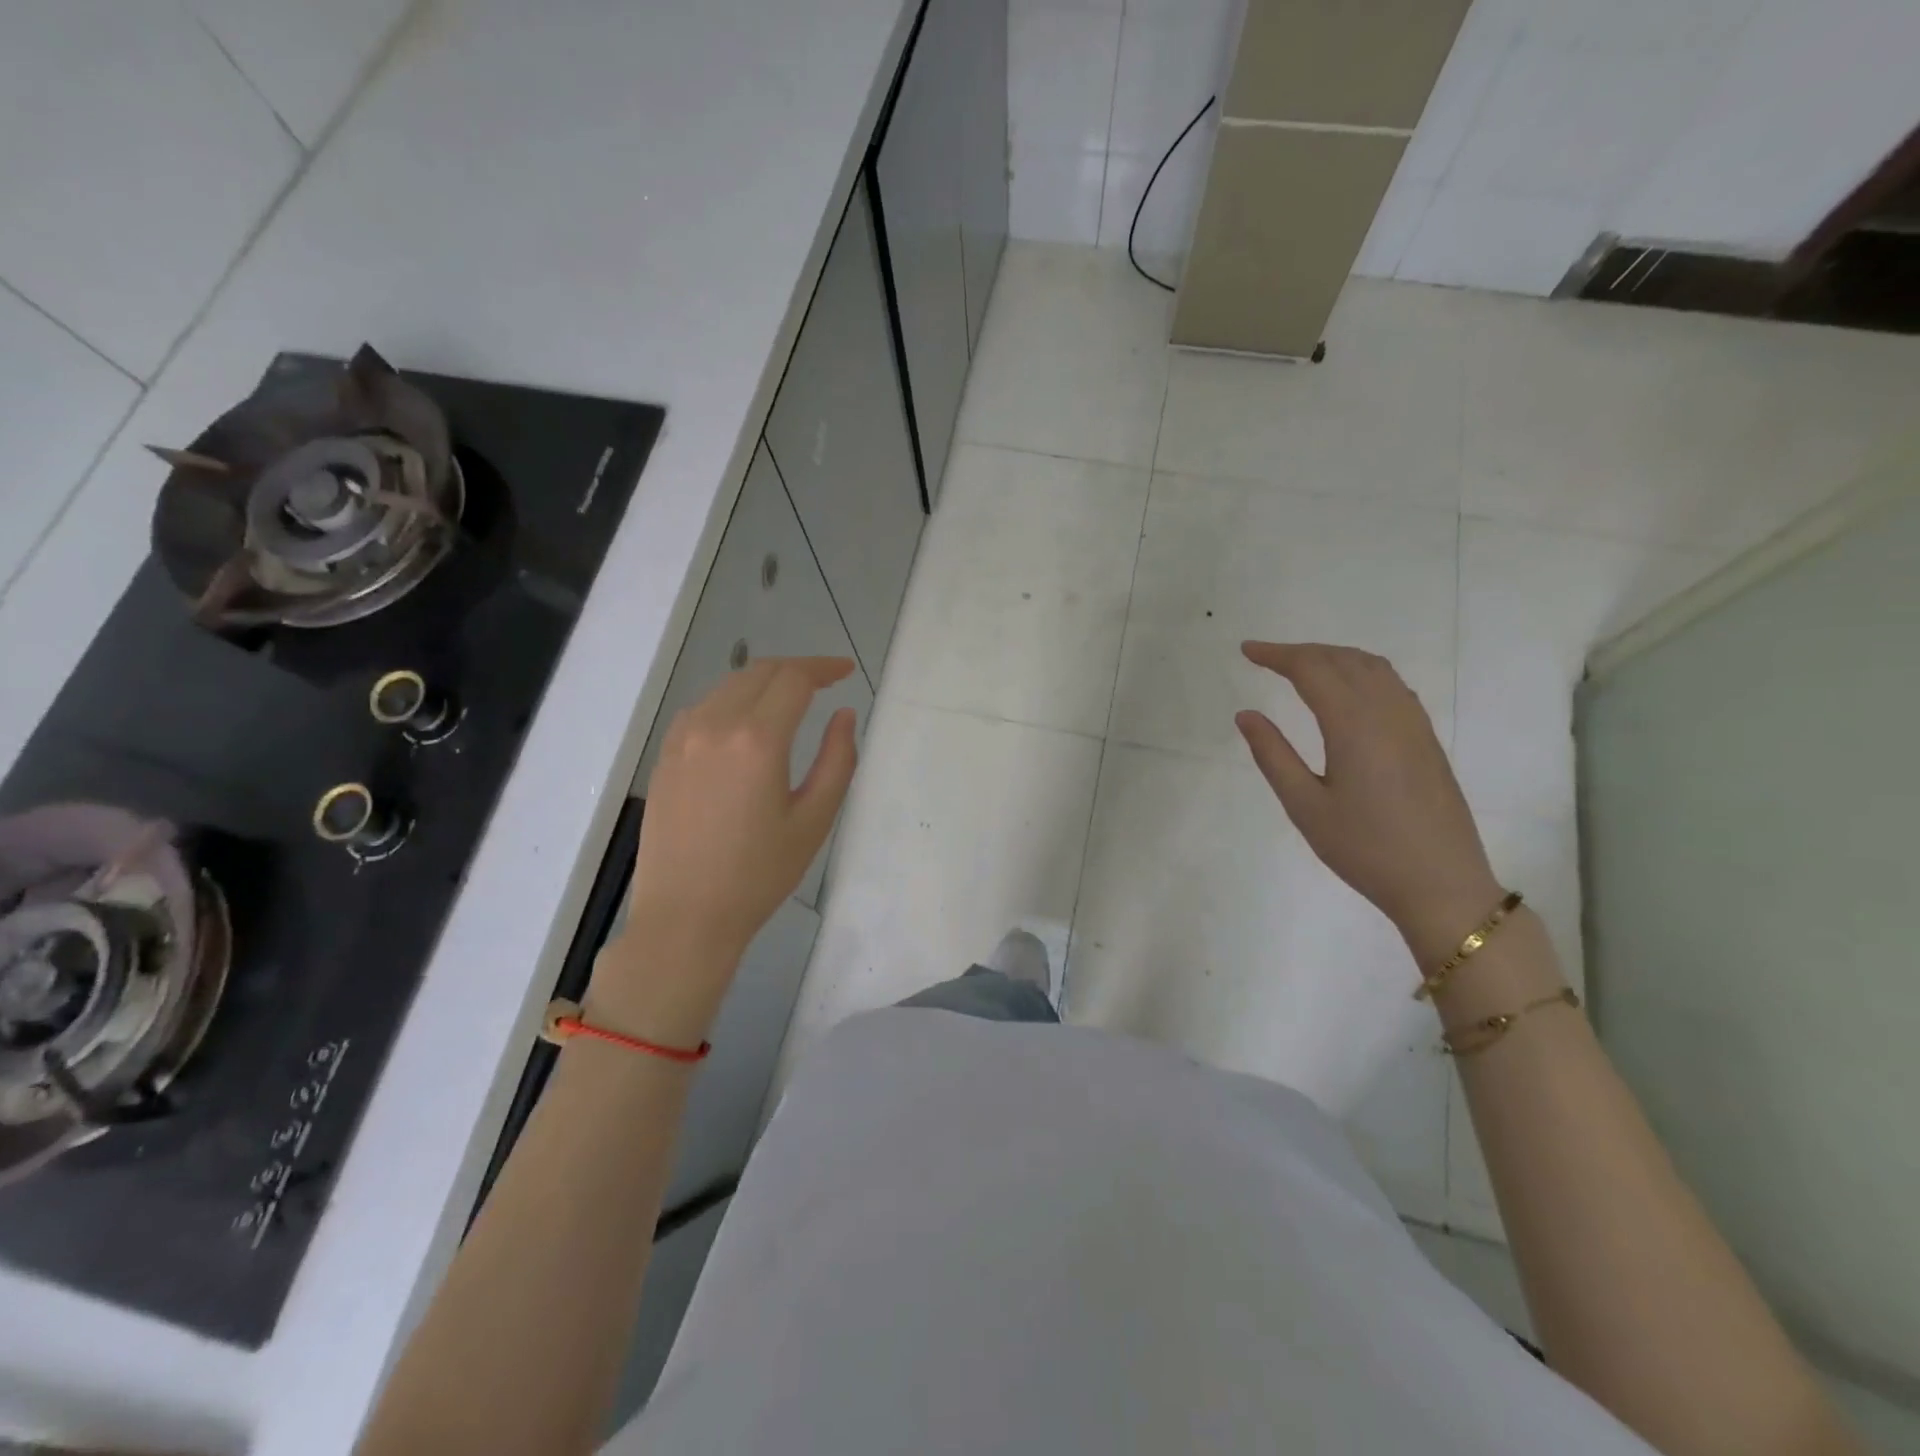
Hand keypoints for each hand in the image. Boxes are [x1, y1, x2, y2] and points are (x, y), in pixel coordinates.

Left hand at [607, 657, 857, 1040]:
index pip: (794, 679)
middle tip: (825, 682)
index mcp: (757, 740)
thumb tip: (842, 715)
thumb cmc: (759, 874)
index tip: (846, 671)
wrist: (685, 917)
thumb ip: (837, 760)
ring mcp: (682, 739)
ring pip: (729, 686)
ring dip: (764, 682)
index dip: (824, 667)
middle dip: (797, 670)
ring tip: (791, 700)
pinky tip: (747, 725)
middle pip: (759, 672)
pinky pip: (704, 709)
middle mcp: (715, 726)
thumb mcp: (814, 820)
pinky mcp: (665, 756)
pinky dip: (733, 701)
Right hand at [1235, 642, 1502, 965]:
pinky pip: (1392, 685)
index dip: (1277, 655)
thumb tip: (1246, 715)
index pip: (1312, 670)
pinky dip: (1361, 672)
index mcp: (1354, 725)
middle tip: (1266, 658)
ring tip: (1302, 666)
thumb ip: (1273, 755)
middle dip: (1302, 651)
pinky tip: (1348, 691)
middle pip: (1343, 660)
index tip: (1246, 651)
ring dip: (1334, 657)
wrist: (1441, 884)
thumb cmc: (1364, 848)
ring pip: (1373, 667)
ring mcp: (1413, 723)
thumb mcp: (1305, 806)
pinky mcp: (1426, 739)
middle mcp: (1388, 712)